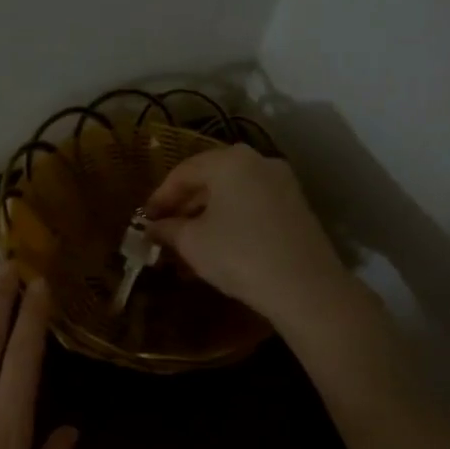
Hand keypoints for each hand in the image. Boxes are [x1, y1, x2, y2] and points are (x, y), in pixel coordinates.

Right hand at [144, 144, 348, 330]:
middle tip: (164, 233)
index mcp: (230, 161)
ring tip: (186, 248)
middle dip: (183, 208)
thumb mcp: (192, 242)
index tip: (145, 221)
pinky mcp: (296, 208)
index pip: (183, 172)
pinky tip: (216, 250)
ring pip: (231, 196)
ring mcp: (282, 184)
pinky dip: (230, 223)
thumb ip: (167, 229)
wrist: (304, 287)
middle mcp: (259, 162)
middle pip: (210, 180)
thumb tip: (152, 228)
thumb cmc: (238, 254)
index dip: (159, 197)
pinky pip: (251, 207)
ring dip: (205, 218)